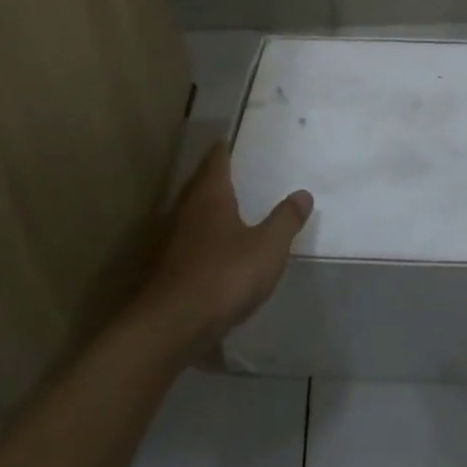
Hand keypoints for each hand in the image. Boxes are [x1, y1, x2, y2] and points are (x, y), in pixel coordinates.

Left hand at [130, 143, 312, 357]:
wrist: (170, 327)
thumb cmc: (224, 276)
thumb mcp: (267, 248)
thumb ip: (285, 220)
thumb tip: (303, 193)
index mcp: (210, 196)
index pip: (215, 161)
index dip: (222, 149)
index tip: (227, 139)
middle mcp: (185, 211)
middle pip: (198, 185)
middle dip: (213, 177)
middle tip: (231, 170)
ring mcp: (169, 241)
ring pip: (189, 213)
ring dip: (204, 208)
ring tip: (224, 207)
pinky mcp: (163, 270)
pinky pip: (184, 241)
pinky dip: (198, 237)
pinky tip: (210, 249)